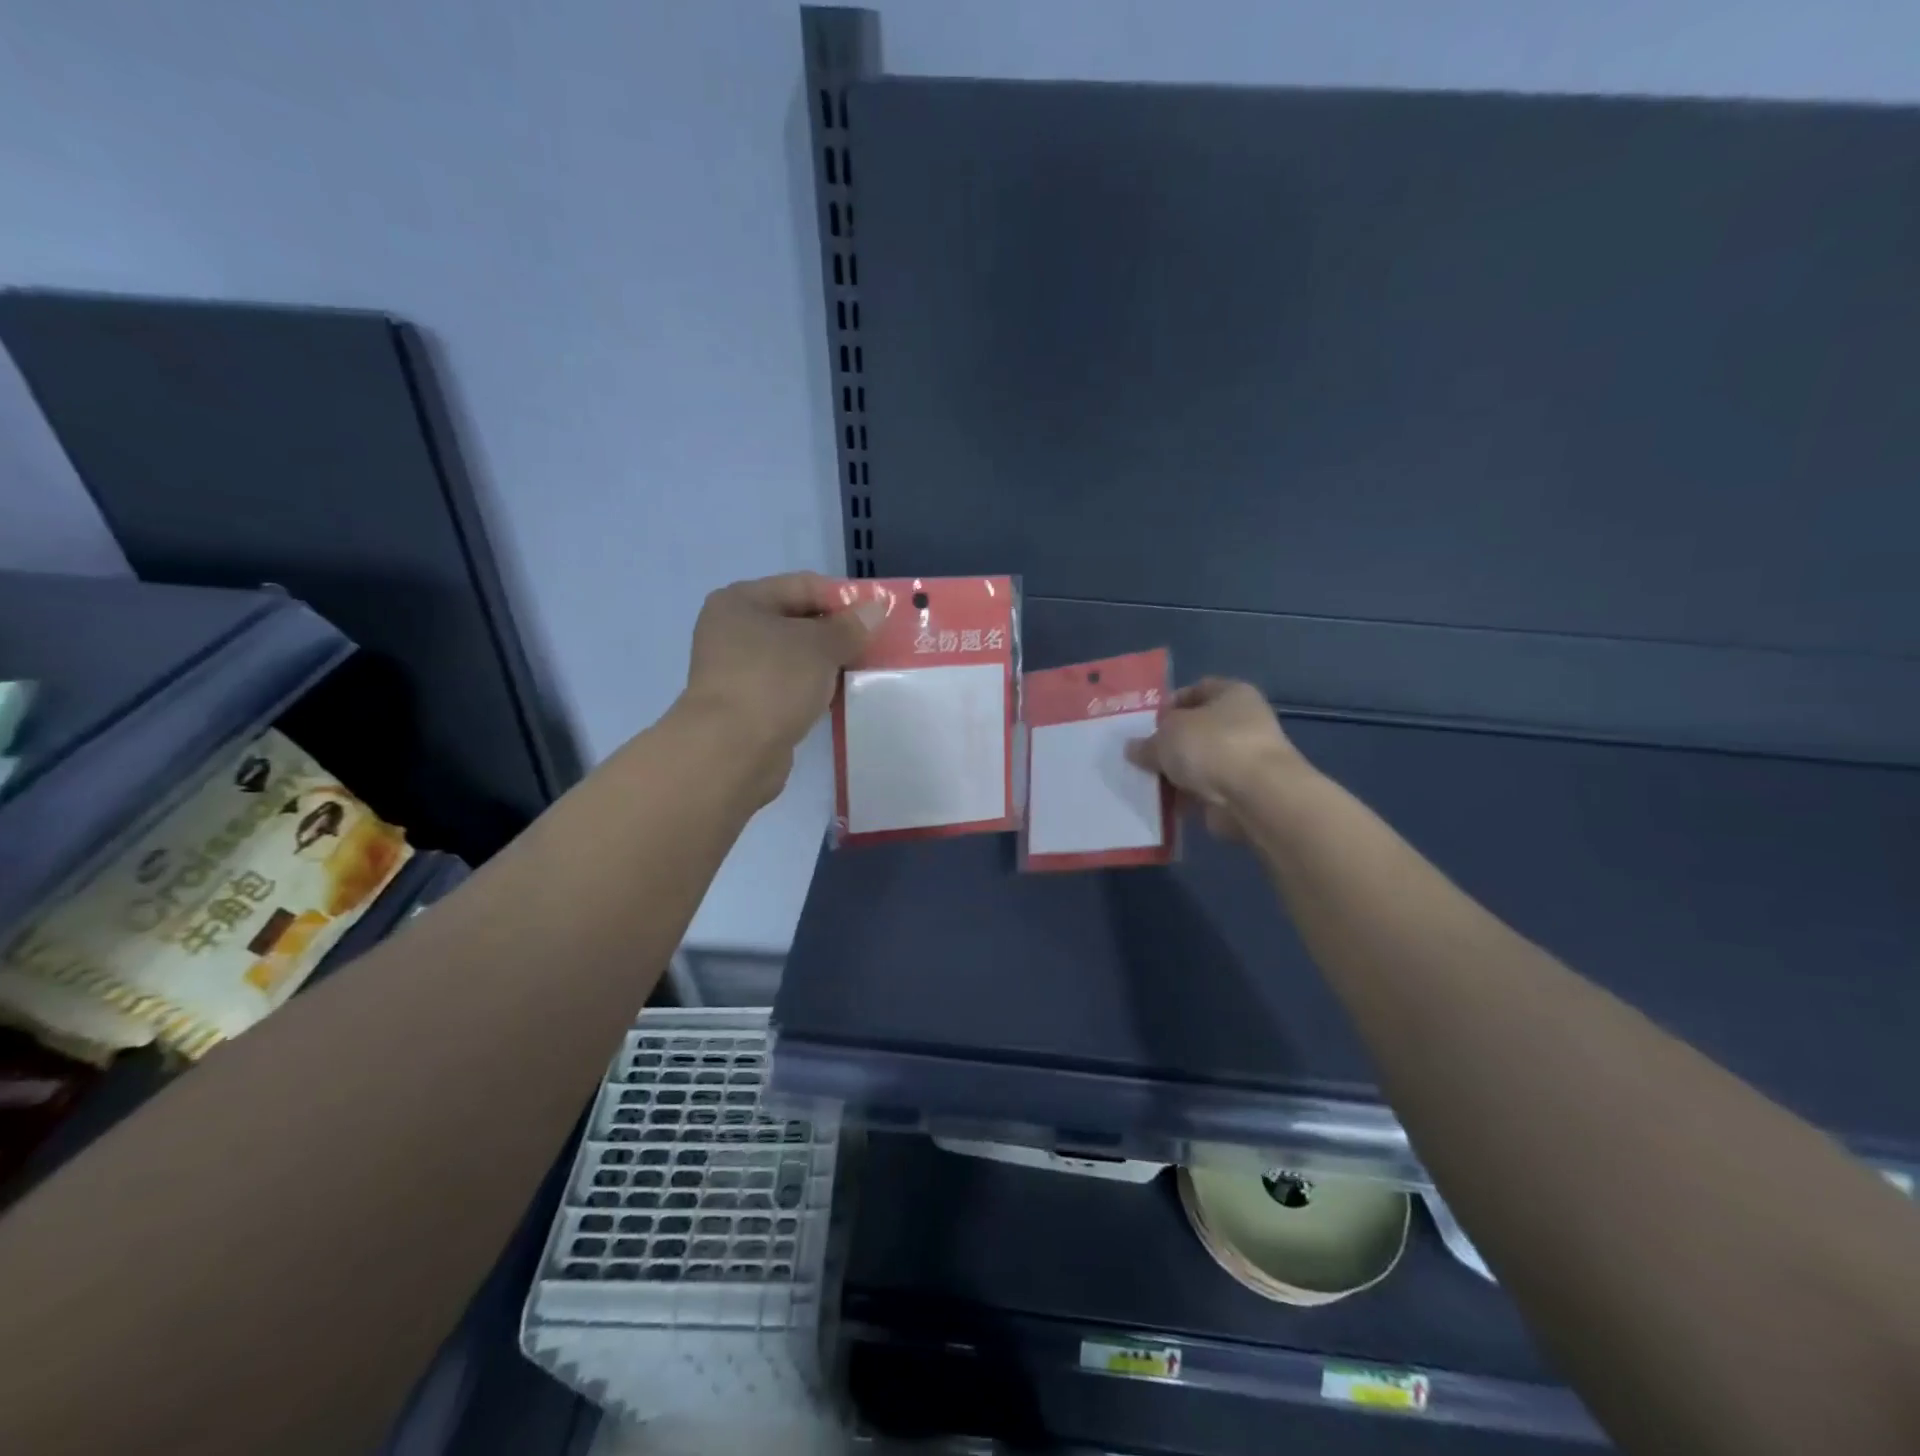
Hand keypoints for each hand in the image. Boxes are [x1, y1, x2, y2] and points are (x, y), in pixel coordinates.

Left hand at [677, 572, 882, 803]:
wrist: (732, 751)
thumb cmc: (773, 681)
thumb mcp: (820, 646)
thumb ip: (850, 626)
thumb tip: (876, 609)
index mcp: (741, 601)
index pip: (803, 585)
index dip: (843, 597)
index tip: (878, 616)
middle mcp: (733, 630)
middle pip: (798, 621)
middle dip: (838, 633)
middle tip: (877, 646)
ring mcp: (737, 670)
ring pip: (795, 657)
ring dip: (828, 664)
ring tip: (864, 672)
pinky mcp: (748, 705)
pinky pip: (789, 687)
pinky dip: (813, 689)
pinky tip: (839, 699)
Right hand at [1124, 678, 1309, 839]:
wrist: (1255, 796)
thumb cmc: (1211, 746)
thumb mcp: (1166, 736)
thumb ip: (1147, 743)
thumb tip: (1133, 749)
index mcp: (1232, 693)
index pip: (1197, 689)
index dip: (1170, 704)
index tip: (1148, 724)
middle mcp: (1244, 722)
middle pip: (1197, 729)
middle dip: (1170, 744)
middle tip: (1143, 756)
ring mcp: (1245, 759)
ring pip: (1199, 762)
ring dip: (1177, 773)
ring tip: (1147, 782)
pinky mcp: (1242, 791)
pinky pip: (1205, 790)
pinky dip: (1187, 797)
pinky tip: (1164, 804)